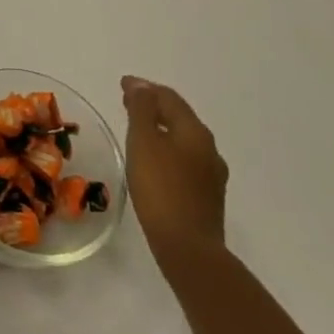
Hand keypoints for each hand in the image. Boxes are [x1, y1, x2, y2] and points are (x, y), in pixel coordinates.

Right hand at [121, 77, 228, 260]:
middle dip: (153, 106)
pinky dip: (167, 149)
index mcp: (194, 131)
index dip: (144, 88)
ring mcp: (211, 174)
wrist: (188, 248)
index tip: (122, 84)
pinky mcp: (207, 196)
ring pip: (183, 140)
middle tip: (128, 102)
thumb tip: (141, 85)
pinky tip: (154, 161)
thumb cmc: (160, 188)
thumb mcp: (143, 142)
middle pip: (179, 117)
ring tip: (138, 129)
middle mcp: (209, 148)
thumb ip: (141, 110)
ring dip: (161, 128)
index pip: (169, 98)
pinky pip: (185, 160)